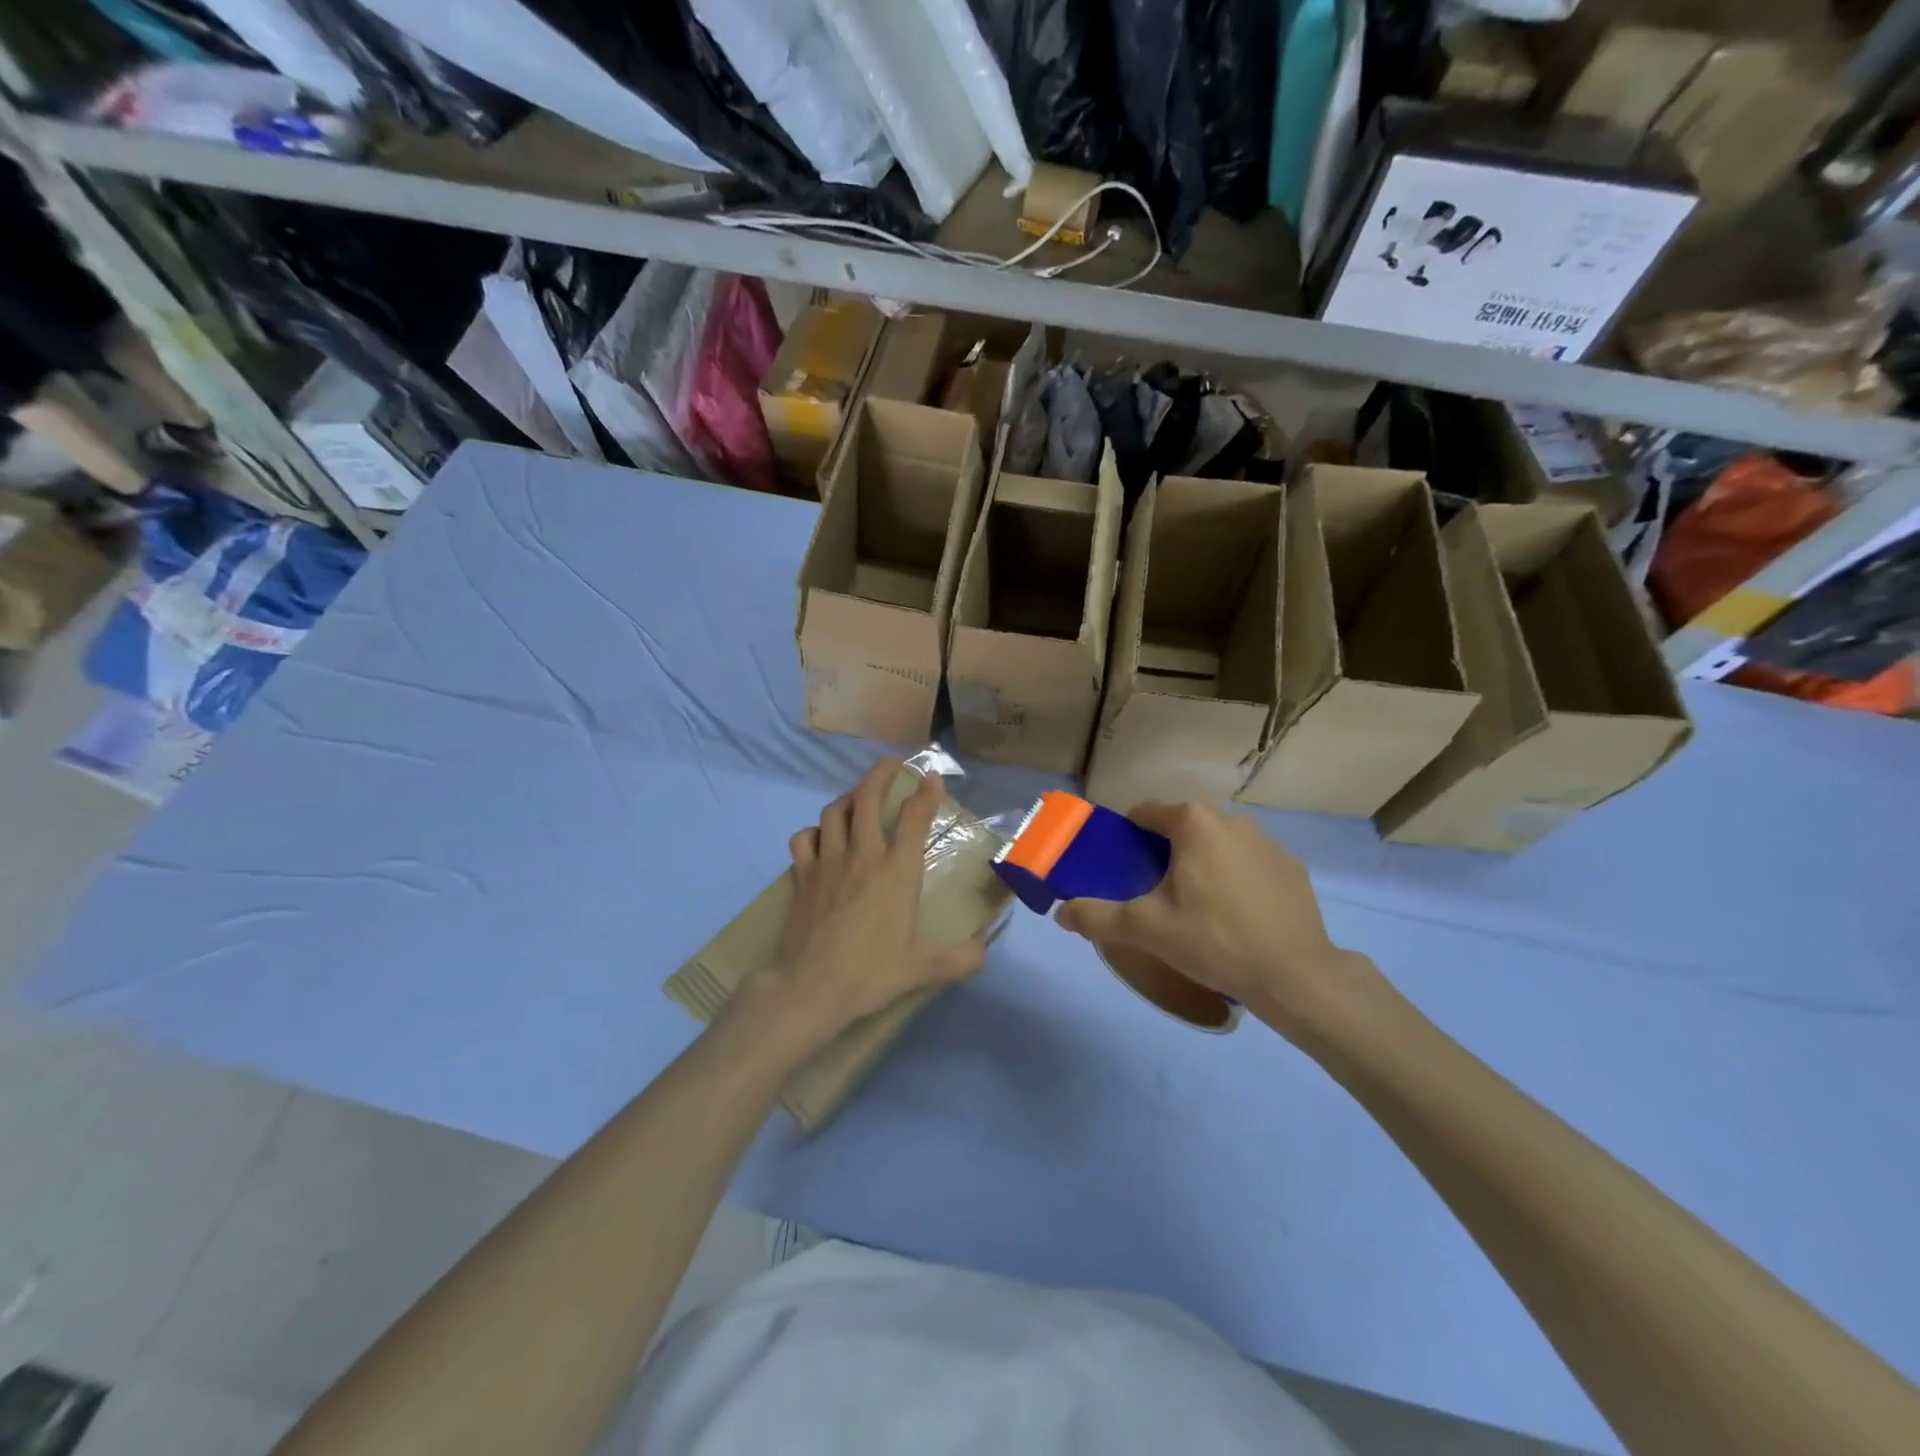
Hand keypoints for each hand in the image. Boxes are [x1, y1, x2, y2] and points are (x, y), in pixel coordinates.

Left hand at [754, 760, 986, 1040]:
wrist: (810, 987)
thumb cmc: (871, 973)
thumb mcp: (923, 969)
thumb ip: (960, 959)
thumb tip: (985, 951)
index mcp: (897, 871)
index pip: (914, 818)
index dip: (925, 793)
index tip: (932, 776)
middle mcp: (862, 855)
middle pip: (867, 798)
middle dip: (880, 774)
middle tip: (891, 764)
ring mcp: (828, 862)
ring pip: (834, 812)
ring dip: (848, 797)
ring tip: (857, 797)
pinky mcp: (802, 876)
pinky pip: (804, 839)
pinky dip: (813, 831)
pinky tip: (820, 837)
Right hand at [1055, 803, 1385, 1046]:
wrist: (1294, 974)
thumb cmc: (1213, 939)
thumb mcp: (1145, 929)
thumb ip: (1097, 916)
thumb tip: (1060, 913)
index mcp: (1193, 823)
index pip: (1145, 814)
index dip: (1127, 837)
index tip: (1123, 868)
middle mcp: (1231, 819)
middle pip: (1183, 829)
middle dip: (1166, 853)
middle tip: (1157, 895)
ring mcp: (1267, 841)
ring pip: (1218, 845)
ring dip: (1203, 864)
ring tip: (1199, 909)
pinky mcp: (1292, 867)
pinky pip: (1250, 864)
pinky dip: (1237, 879)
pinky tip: (1238, 916)